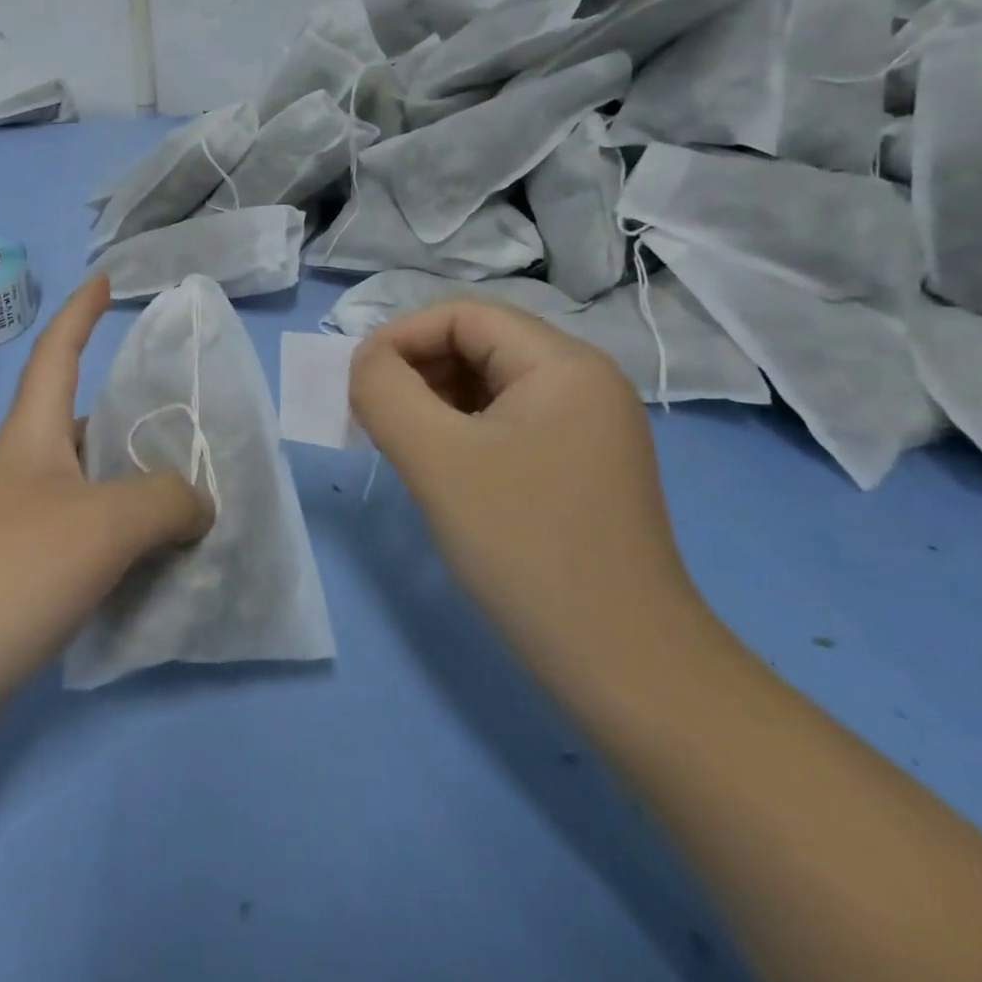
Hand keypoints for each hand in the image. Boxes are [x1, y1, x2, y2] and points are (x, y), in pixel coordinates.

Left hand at [0, 276, 211, 741]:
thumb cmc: (6, 573)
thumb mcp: (103, 524)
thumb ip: (166, 501)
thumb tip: (199, 502)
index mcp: (30, 436)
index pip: (55, 354)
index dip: (80, 313)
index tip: (103, 280)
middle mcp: (19, 472)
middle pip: (80, 424)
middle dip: (129, 418)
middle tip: (188, 426)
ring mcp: (12, 527)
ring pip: (87, 489)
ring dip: (132, 490)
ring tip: (190, 502)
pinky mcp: (13, 579)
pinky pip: (82, 542)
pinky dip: (119, 543)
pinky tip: (152, 566)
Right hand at [348, 301, 705, 696]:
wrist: (623, 666)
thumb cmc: (525, 546)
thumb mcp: (437, 459)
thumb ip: (385, 392)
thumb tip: (365, 362)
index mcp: (563, 364)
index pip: (462, 315)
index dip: (400, 337)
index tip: (357, 385)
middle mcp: (583, 382)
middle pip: (477, 344)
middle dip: (415, 370)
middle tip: (375, 419)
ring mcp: (586, 426)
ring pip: (487, 385)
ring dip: (433, 402)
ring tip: (402, 445)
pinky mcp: (577, 466)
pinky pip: (504, 423)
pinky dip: (459, 432)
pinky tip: (440, 470)